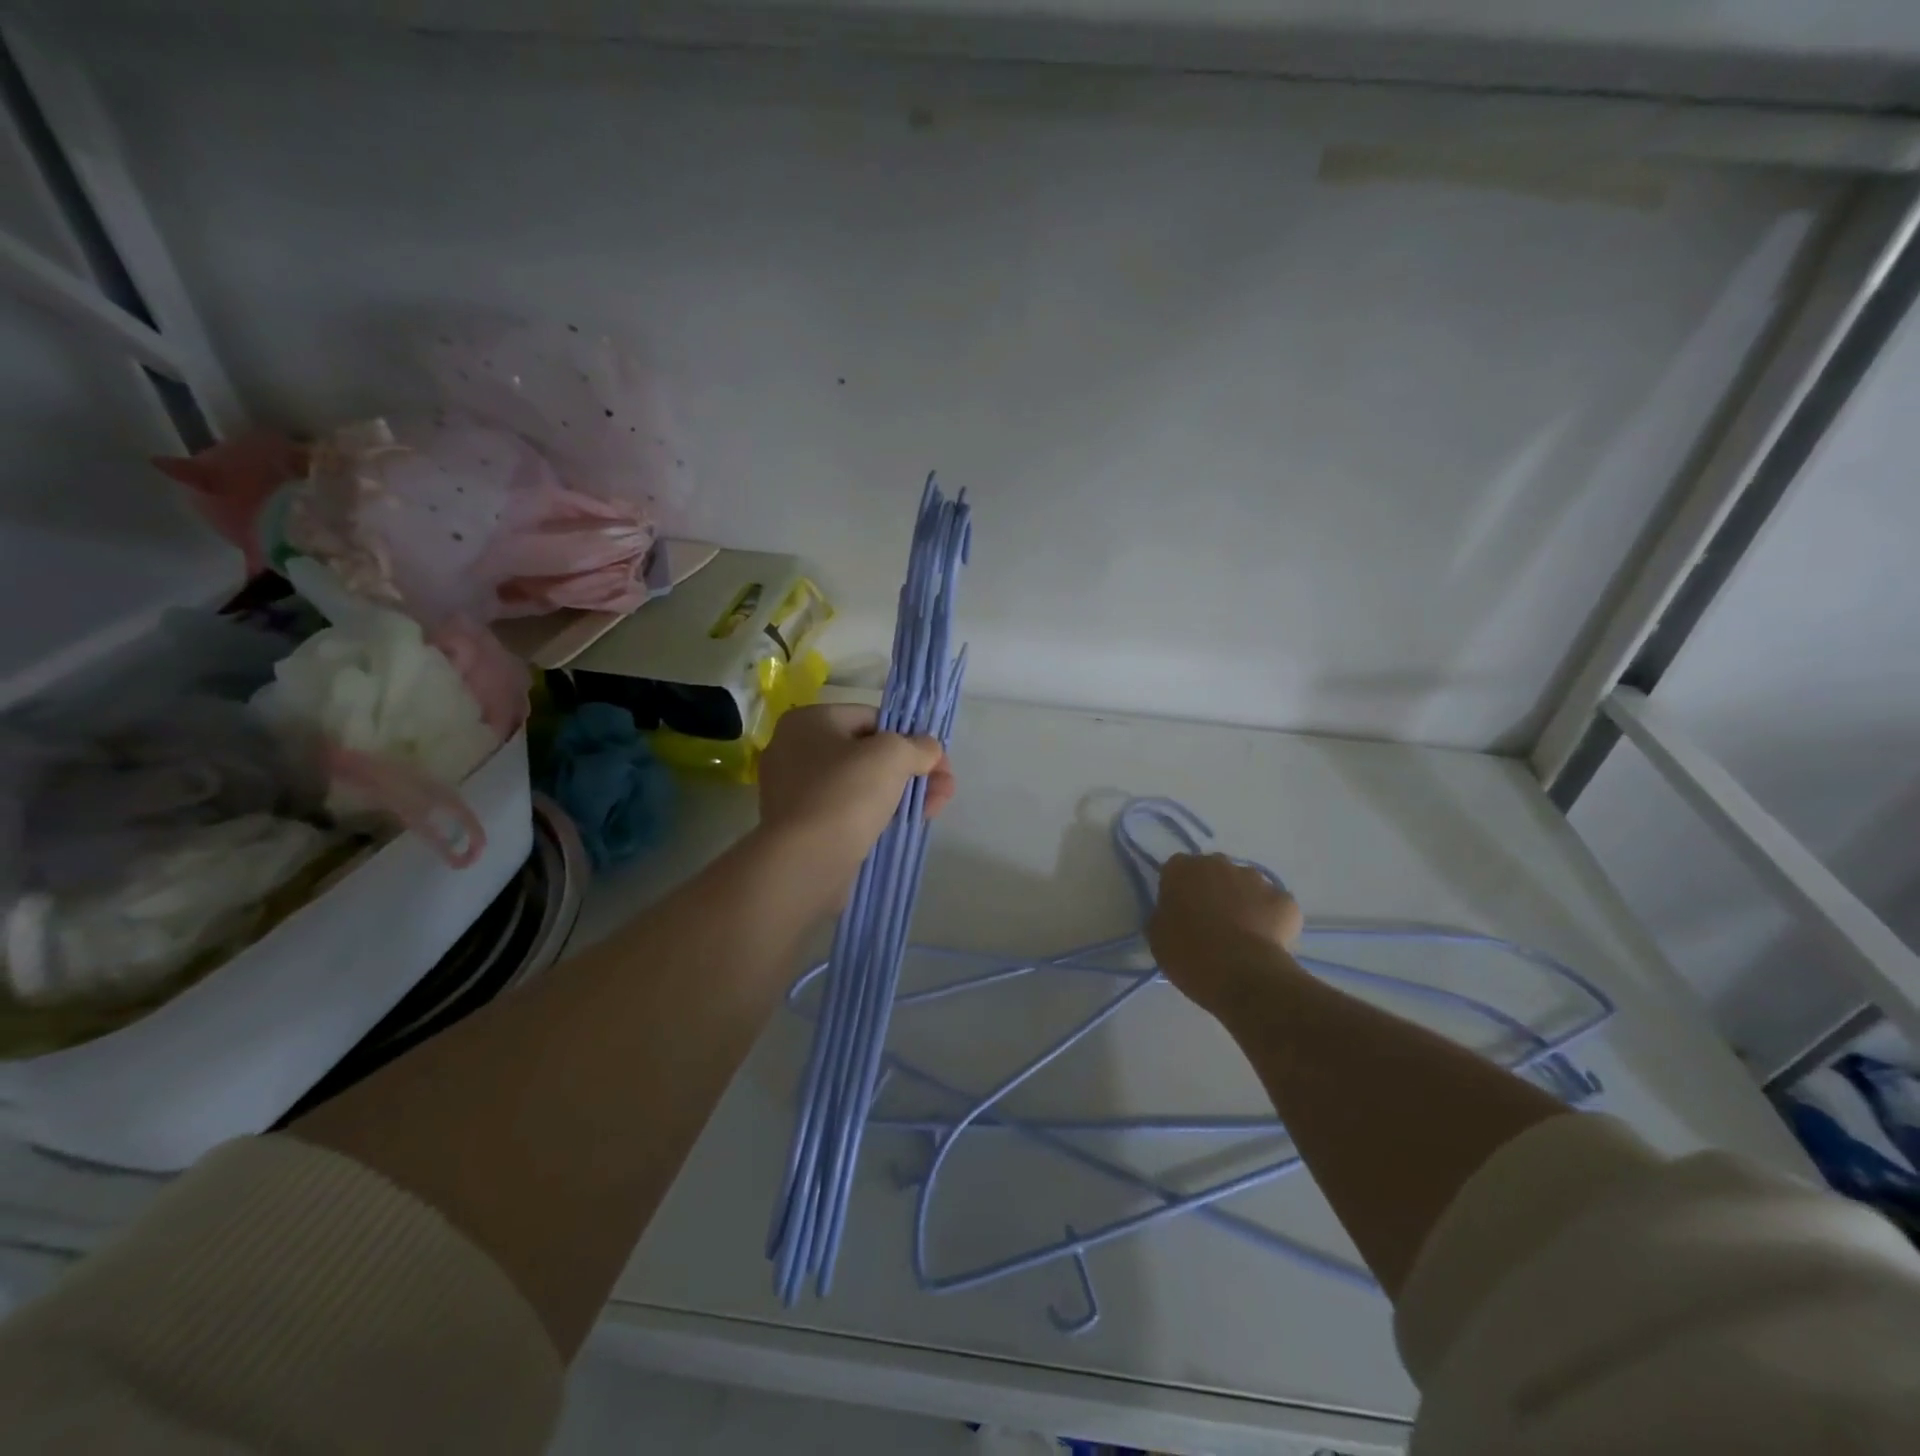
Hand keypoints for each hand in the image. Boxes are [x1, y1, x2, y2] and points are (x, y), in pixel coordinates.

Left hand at [757, 704, 954, 889]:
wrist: (804, 862)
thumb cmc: (845, 795)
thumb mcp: (891, 756)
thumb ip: (916, 746)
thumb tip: (928, 748)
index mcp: (808, 722)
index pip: (870, 718)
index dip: (909, 735)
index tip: (937, 760)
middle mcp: (795, 751)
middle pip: (869, 753)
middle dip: (912, 769)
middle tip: (944, 789)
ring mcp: (796, 792)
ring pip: (862, 785)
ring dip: (902, 793)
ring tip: (934, 809)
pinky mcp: (804, 827)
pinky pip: (849, 811)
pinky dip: (878, 814)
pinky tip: (906, 824)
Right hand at [1147, 853, 1304, 1018]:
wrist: (1240, 973)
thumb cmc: (1188, 953)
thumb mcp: (1158, 935)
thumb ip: (1166, 914)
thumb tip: (1177, 914)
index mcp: (1182, 869)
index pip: (1177, 869)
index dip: (1179, 890)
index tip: (1180, 912)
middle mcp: (1219, 864)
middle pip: (1214, 872)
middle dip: (1213, 890)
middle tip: (1211, 922)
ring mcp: (1255, 879)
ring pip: (1247, 885)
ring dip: (1243, 901)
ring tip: (1241, 934)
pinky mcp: (1284, 900)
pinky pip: (1274, 905)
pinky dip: (1271, 918)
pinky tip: (1266, 942)